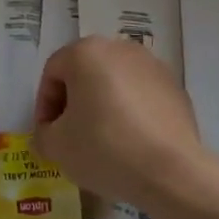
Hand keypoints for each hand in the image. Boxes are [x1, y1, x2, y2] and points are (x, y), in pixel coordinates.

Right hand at [32, 36, 207, 208]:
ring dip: (104, 105)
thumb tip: (52, 132)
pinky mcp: (175, 86)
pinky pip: (141, 95)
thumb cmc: (104, 148)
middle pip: (85, 72)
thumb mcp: (57, 146)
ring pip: (115, 82)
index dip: (45, 104)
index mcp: (85, 52)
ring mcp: (152, 65)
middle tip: (71, 135)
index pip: (53, 72)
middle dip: (74, 102)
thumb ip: (43, 133)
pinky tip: (132, 142)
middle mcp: (119, 47)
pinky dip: (131, 112)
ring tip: (104, 141)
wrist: (171, 170)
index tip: (48, 134)